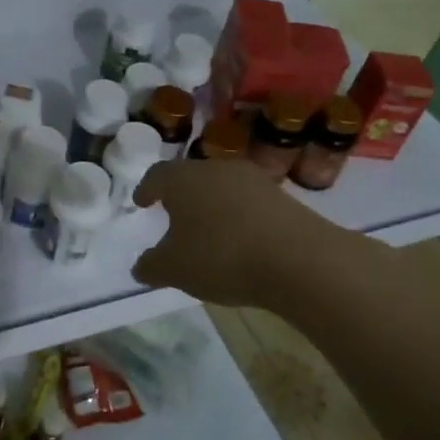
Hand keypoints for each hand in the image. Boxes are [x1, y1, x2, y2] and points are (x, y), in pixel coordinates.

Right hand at [132, 159, 325, 306]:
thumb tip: (141, 266)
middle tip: (172, 215)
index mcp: (183, 179)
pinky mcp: (282, 197)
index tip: (141, 202)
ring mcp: (253, 180)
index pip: (157, 175)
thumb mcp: (174, 270)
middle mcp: (217, 169)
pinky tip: (239, 241)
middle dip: (180, 196)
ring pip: (222, 188)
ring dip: (212, 206)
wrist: (298, 259)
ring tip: (207, 231)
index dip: (146, 189)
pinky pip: (248, 203)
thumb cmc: (221, 256)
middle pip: (191, 177)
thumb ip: (152, 266)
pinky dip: (238, 217)